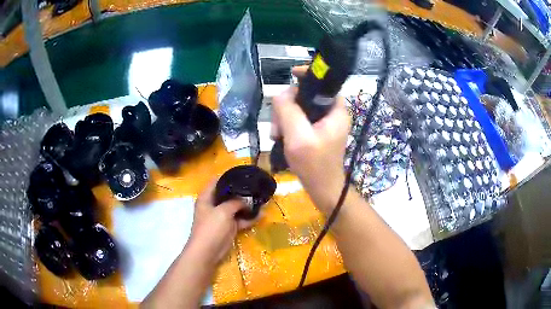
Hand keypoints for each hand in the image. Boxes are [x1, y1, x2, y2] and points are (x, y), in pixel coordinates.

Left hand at [186, 181, 255, 265]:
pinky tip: (261, 215)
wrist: (208, 251)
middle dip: (241, 192)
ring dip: (247, 206)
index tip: (242, 174)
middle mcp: (213, 205)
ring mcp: (221, 217)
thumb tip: (246, 200)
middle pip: (227, 195)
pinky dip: (249, 218)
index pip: (216, 181)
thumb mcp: (223, 211)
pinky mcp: (228, 227)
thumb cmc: (211, 228)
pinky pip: (240, 220)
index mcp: (206, 198)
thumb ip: (235, 202)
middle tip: (255, 187)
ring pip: (235, 208)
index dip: (227, 176)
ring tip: (261, 199)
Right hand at [271, 66, 350, 214]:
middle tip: (277, 126)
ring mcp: (323, 123)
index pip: (324, 83)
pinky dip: (287, 126)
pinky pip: (298, 120)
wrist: (322, 189)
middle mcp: (332, 113)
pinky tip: (280, 138)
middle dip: (287, 107)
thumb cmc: (314, 165)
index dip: (308, 76)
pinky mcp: (316, 131)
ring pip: (299, 108)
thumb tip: (280, 95)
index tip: (291, 75)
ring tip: (277, 135)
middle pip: (306, 96)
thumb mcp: (298, 136)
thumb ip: (288, 111)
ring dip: (284, 118)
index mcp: (336, 110)